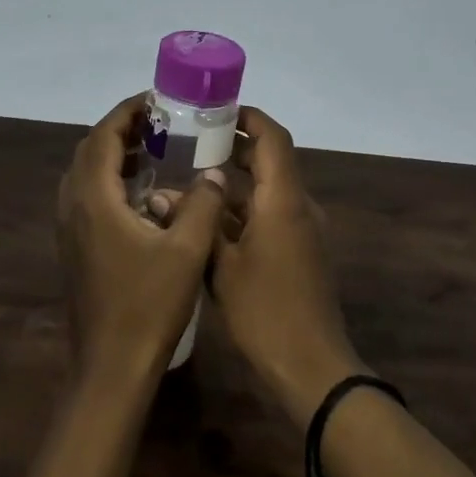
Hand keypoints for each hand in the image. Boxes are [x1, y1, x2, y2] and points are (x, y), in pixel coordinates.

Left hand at [57, 94, 227, 387]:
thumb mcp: (187, 250)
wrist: (111, 366)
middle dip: (123, 129)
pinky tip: (144, 194)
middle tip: (161, 122)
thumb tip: (214, 172)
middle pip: (91, 150)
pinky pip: (88, 196)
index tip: (158, 100)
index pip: (104, 136)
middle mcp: (74, 207)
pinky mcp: (75, 247)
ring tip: (155, 149)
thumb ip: (204, 203)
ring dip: (116, 155)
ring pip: (86, 174)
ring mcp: (70, 229)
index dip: (129, 112)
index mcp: (95, 199)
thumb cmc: (148, 305)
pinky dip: (111, 180)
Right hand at [210, 107, 364, 422]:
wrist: (311, 366)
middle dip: (235, 148)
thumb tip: (163, 195)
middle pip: (270, 160)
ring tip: (191, 180)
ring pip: (268, 191)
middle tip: (193, 143)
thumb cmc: (265, 312)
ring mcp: (302, 231)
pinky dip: (244, 211)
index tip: (216, 110)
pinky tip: (209, 222)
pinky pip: (271, 215)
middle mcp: (299, 206)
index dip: (249, 117)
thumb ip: (196, 224)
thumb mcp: (220, 267)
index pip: (273, 138)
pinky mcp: (300, 252)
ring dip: (235, 183)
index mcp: (283, 200)